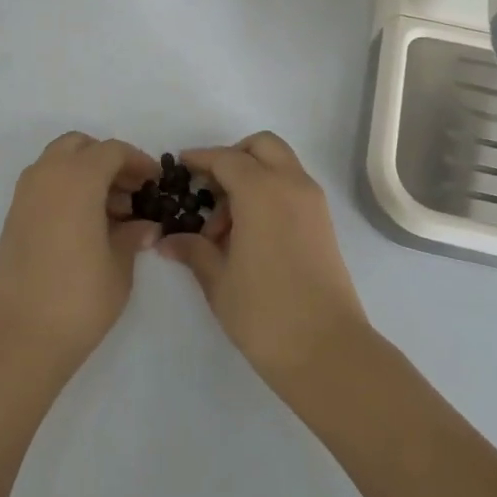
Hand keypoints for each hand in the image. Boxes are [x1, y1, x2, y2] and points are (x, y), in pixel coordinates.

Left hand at [0, 133, 160, 384]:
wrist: (13, 340)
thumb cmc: (76, 300)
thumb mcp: (118, 267)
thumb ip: (131, 236)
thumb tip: (144, 226)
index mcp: (76, 178)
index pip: (112, 151)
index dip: (138, 162)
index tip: (155, 182)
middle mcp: (46, 176)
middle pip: (79, 147)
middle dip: (107, 161)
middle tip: (131, 192)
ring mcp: (23, 197)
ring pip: (58, 163)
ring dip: (85, 174)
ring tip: (112, 214)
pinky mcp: (12, 219)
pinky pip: (44, 186)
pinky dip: (67, 190)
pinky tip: (86, 226)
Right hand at [159, 132, 368, 391]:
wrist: (327, 350)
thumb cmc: (265, 313)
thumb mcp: (218, 281)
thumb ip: (194, 250)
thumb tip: (168, 241)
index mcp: (262, 191)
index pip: (226, 159)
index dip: (200, 159)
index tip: (180, 166)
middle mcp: (292, 185)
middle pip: (262, 147)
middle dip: (233, 158)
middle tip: (209, 191)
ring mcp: (313, 203)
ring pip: (280, 165)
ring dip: (252, 177)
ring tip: (225, 227)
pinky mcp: (323, 223)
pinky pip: (292, 188)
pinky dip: (269, 193)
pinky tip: (248, 234)